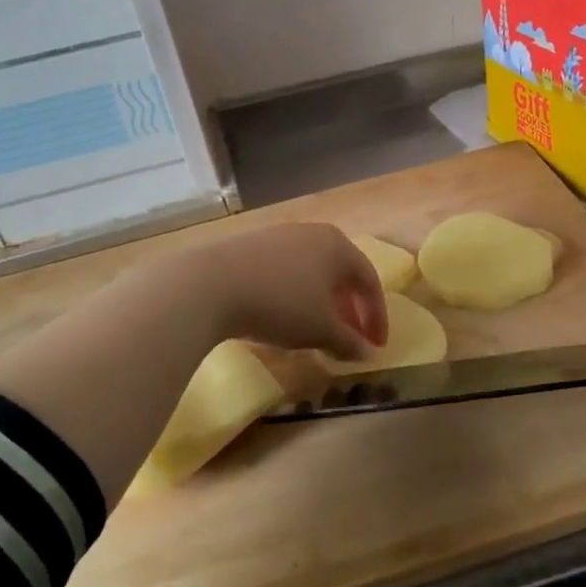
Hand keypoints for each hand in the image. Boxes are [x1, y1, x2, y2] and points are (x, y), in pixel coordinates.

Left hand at [197, 222, 387, 361]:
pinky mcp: (249, 246)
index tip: (376, 346)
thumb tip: (365, 352)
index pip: (369, 282)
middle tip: (350, 339)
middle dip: (349, 309)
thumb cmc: (280, 304)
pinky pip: (284, 272)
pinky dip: (295, 296)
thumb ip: (348, 342)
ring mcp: (278, 236)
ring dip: (322, 303)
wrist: (209, 285)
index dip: (376, 317)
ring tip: (317, 331)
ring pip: (311, 272)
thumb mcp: (320, 330)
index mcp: (338, 247)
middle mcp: (312, 233)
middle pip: (341, 274)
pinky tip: (283, 317)